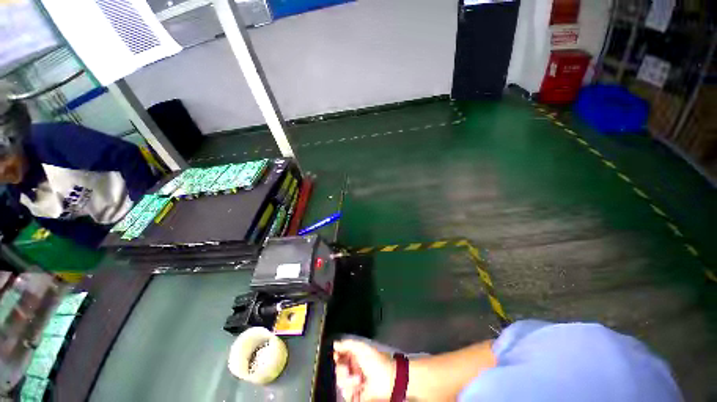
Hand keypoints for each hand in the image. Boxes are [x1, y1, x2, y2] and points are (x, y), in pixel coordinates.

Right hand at [333, 339, 395, 401]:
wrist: (389, 381)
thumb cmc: (376, 362)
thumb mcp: (362, 348)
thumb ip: (348, 344)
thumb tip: (335, 344)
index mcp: (355, 356)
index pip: (340, 355)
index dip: (336, 357)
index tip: (336, 357)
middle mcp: (353, 368)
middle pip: (338, 370)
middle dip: (342, 370)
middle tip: (348, 370)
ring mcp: (354, 382)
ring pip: (341, 383)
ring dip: (348, 381)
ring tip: (359, 380)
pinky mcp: (356, 395)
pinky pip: (346, 394)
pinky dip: (351, 391)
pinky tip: (358, 388)